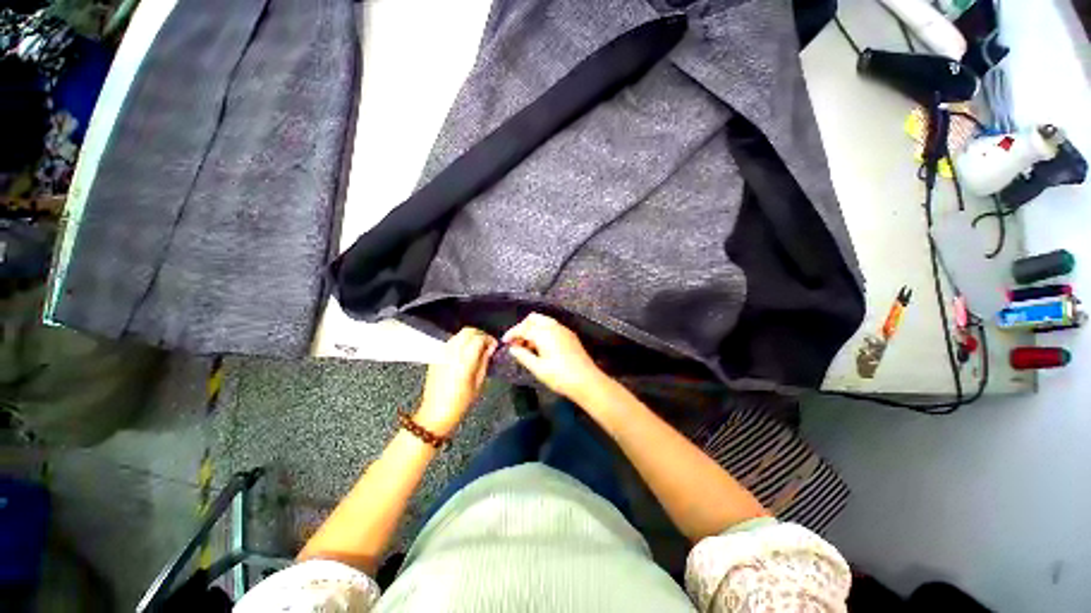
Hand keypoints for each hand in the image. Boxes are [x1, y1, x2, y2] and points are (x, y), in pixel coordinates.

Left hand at [415, 328, 497, 436]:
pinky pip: (450, 342)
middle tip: (487, 344)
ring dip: (470, 337)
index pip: (479, 338)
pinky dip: (460, 342)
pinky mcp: (436, 357)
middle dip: (480, 334)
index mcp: (464, 361)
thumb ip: (484, 361)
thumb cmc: (460, 403)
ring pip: (458, 335)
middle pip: (467, 331)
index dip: (489, 339)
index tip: (494, 346)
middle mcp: (451, 353)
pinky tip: (465, 353)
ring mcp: (442, 354)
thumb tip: (490, 348)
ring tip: (477, 348)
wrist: (435, 413)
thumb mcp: (479, 383)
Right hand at [503, 313, 607, 400]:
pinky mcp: (570, 335)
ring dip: (533, 329)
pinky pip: (552, 327)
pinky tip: (541, 347)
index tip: (504, 342)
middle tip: (517, 342)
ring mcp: (563, 330)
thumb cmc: (560, 376)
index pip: (523, 328)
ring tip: (527, 347)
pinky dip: (543, 332)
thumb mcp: (538, 368)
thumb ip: (523, 356)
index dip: (512, 334)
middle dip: (523, 327)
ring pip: (544, 321)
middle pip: (533, 318)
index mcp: (544, 333)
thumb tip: (512, 348)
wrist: (587, 381)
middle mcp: (554, 327)